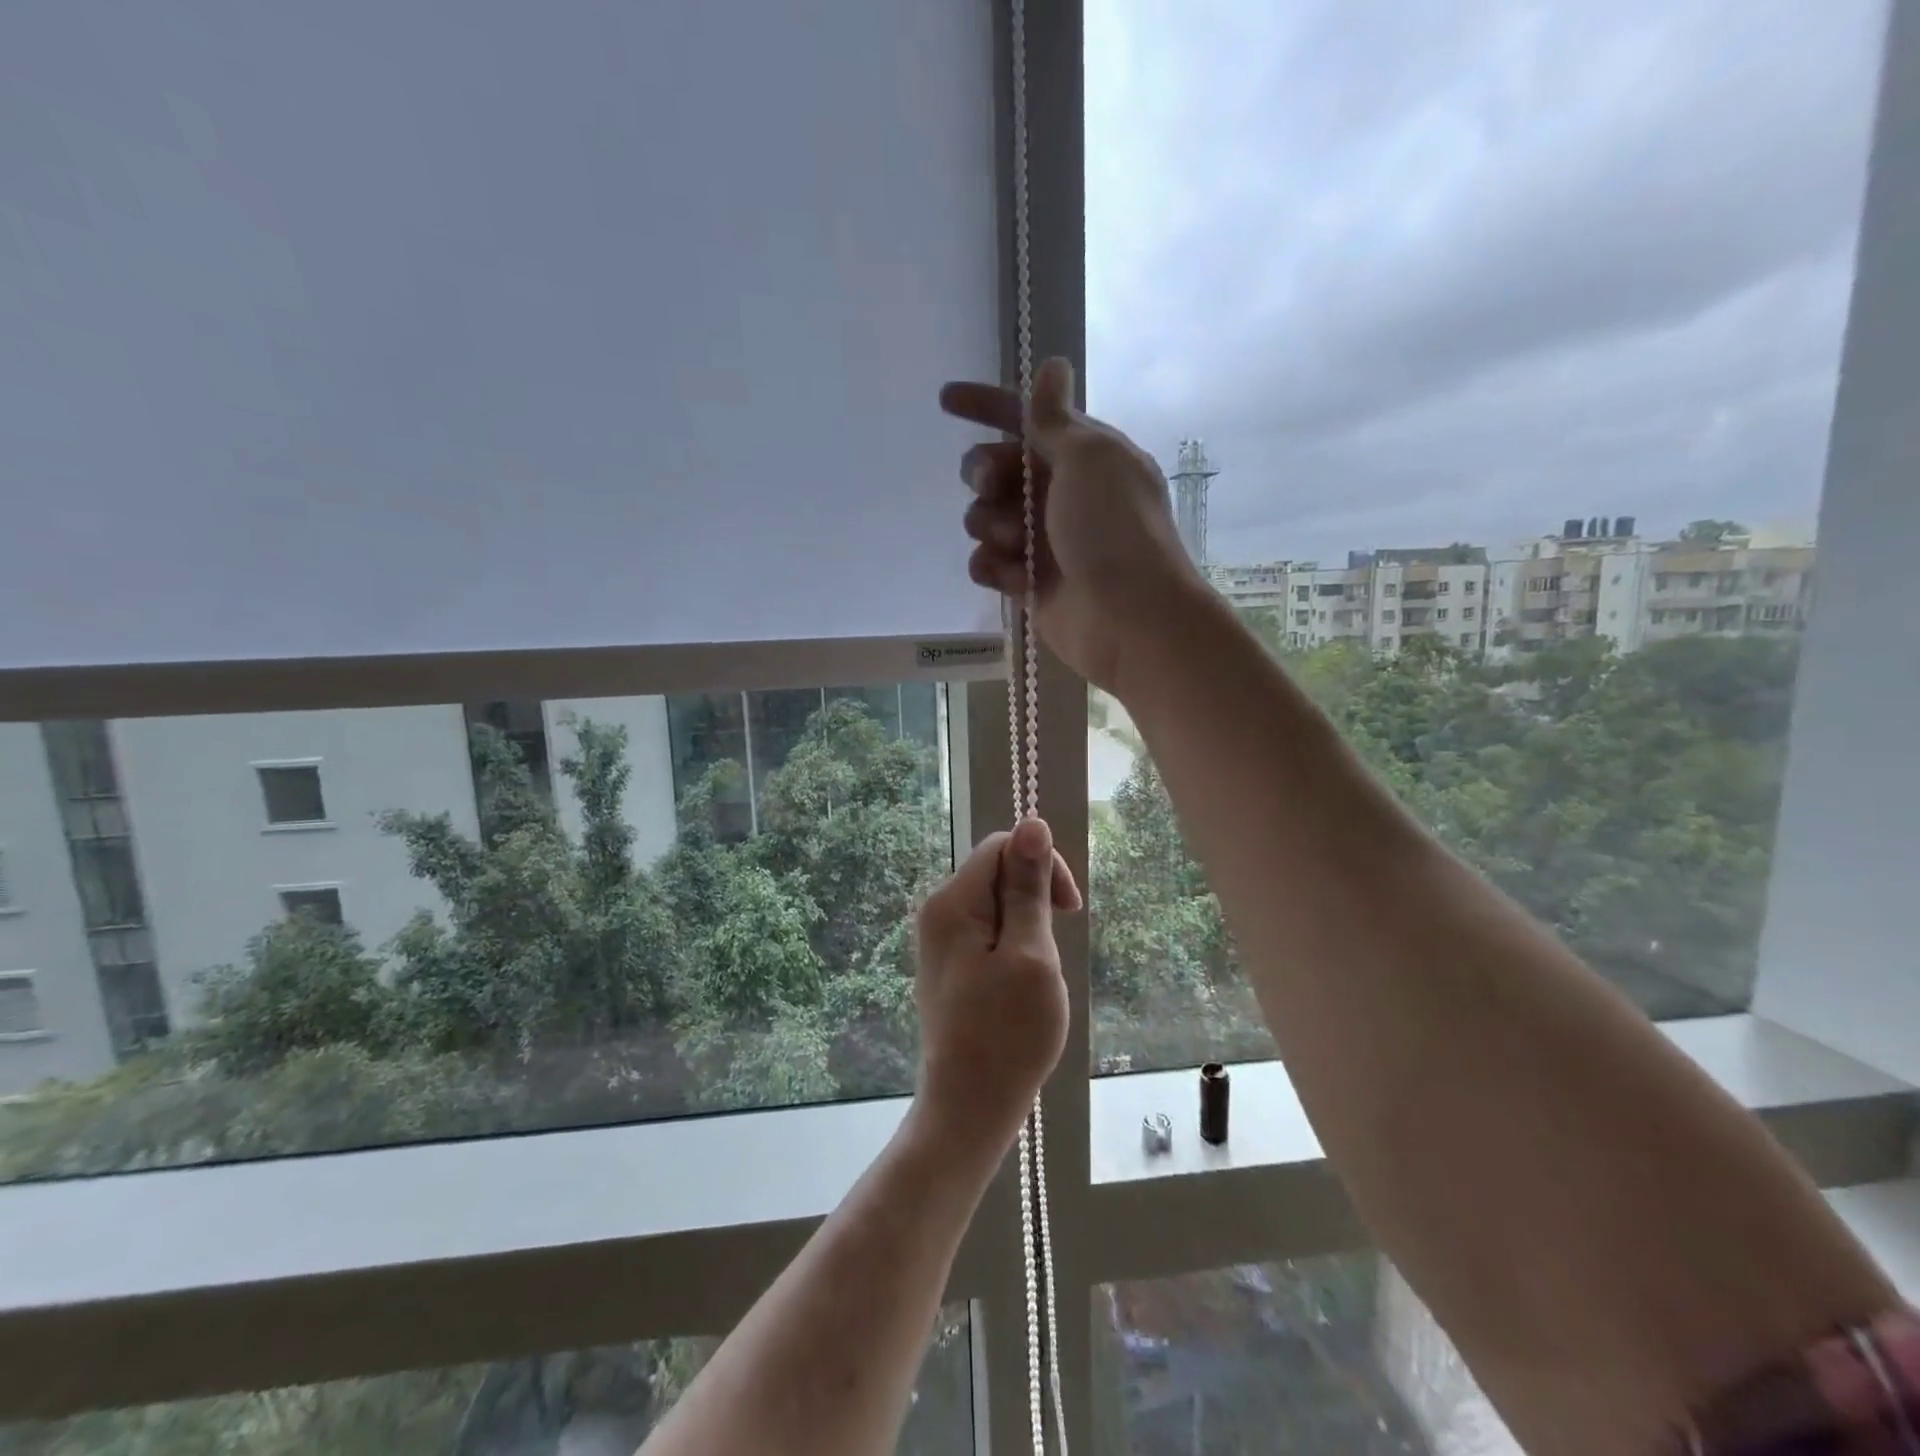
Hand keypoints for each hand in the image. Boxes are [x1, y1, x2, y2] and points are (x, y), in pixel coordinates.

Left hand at [912, 817, 1081, 1154]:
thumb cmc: (1007, 1033)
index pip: (1002, 846)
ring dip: (1028, 925)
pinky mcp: (949, 964)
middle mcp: (937, 911)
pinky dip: (1014, 945)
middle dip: (1035, 897)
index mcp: (952, 901)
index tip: (1069, 909)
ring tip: (1039, 972)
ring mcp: (940, 940)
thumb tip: (1032, 822)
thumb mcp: (1030, 954)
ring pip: (996, 904)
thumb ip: (1028, 887)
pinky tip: (1022, 982)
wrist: (969, 1108)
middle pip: (996, 871)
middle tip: (1056, 946)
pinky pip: (987, 932)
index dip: (1042, 865)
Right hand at [940, 358, 1205, 691]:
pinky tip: (1011, 576)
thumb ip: (1055, 419)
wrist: (1130, 618)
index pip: (1025, 419)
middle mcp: (1059, 494)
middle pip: (995, 468)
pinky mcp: (1029, 583)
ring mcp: (1042, 541)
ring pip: (984, 517)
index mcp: (1081, 457)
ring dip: (991, 525)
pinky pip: (987, 563)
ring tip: (1018, 544)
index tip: (946, 400)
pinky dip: (992, 566)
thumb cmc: (1114, 529)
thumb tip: (1054, 366)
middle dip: (985, 472)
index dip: (986, 406)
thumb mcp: (1089, 459)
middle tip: (994, 485)